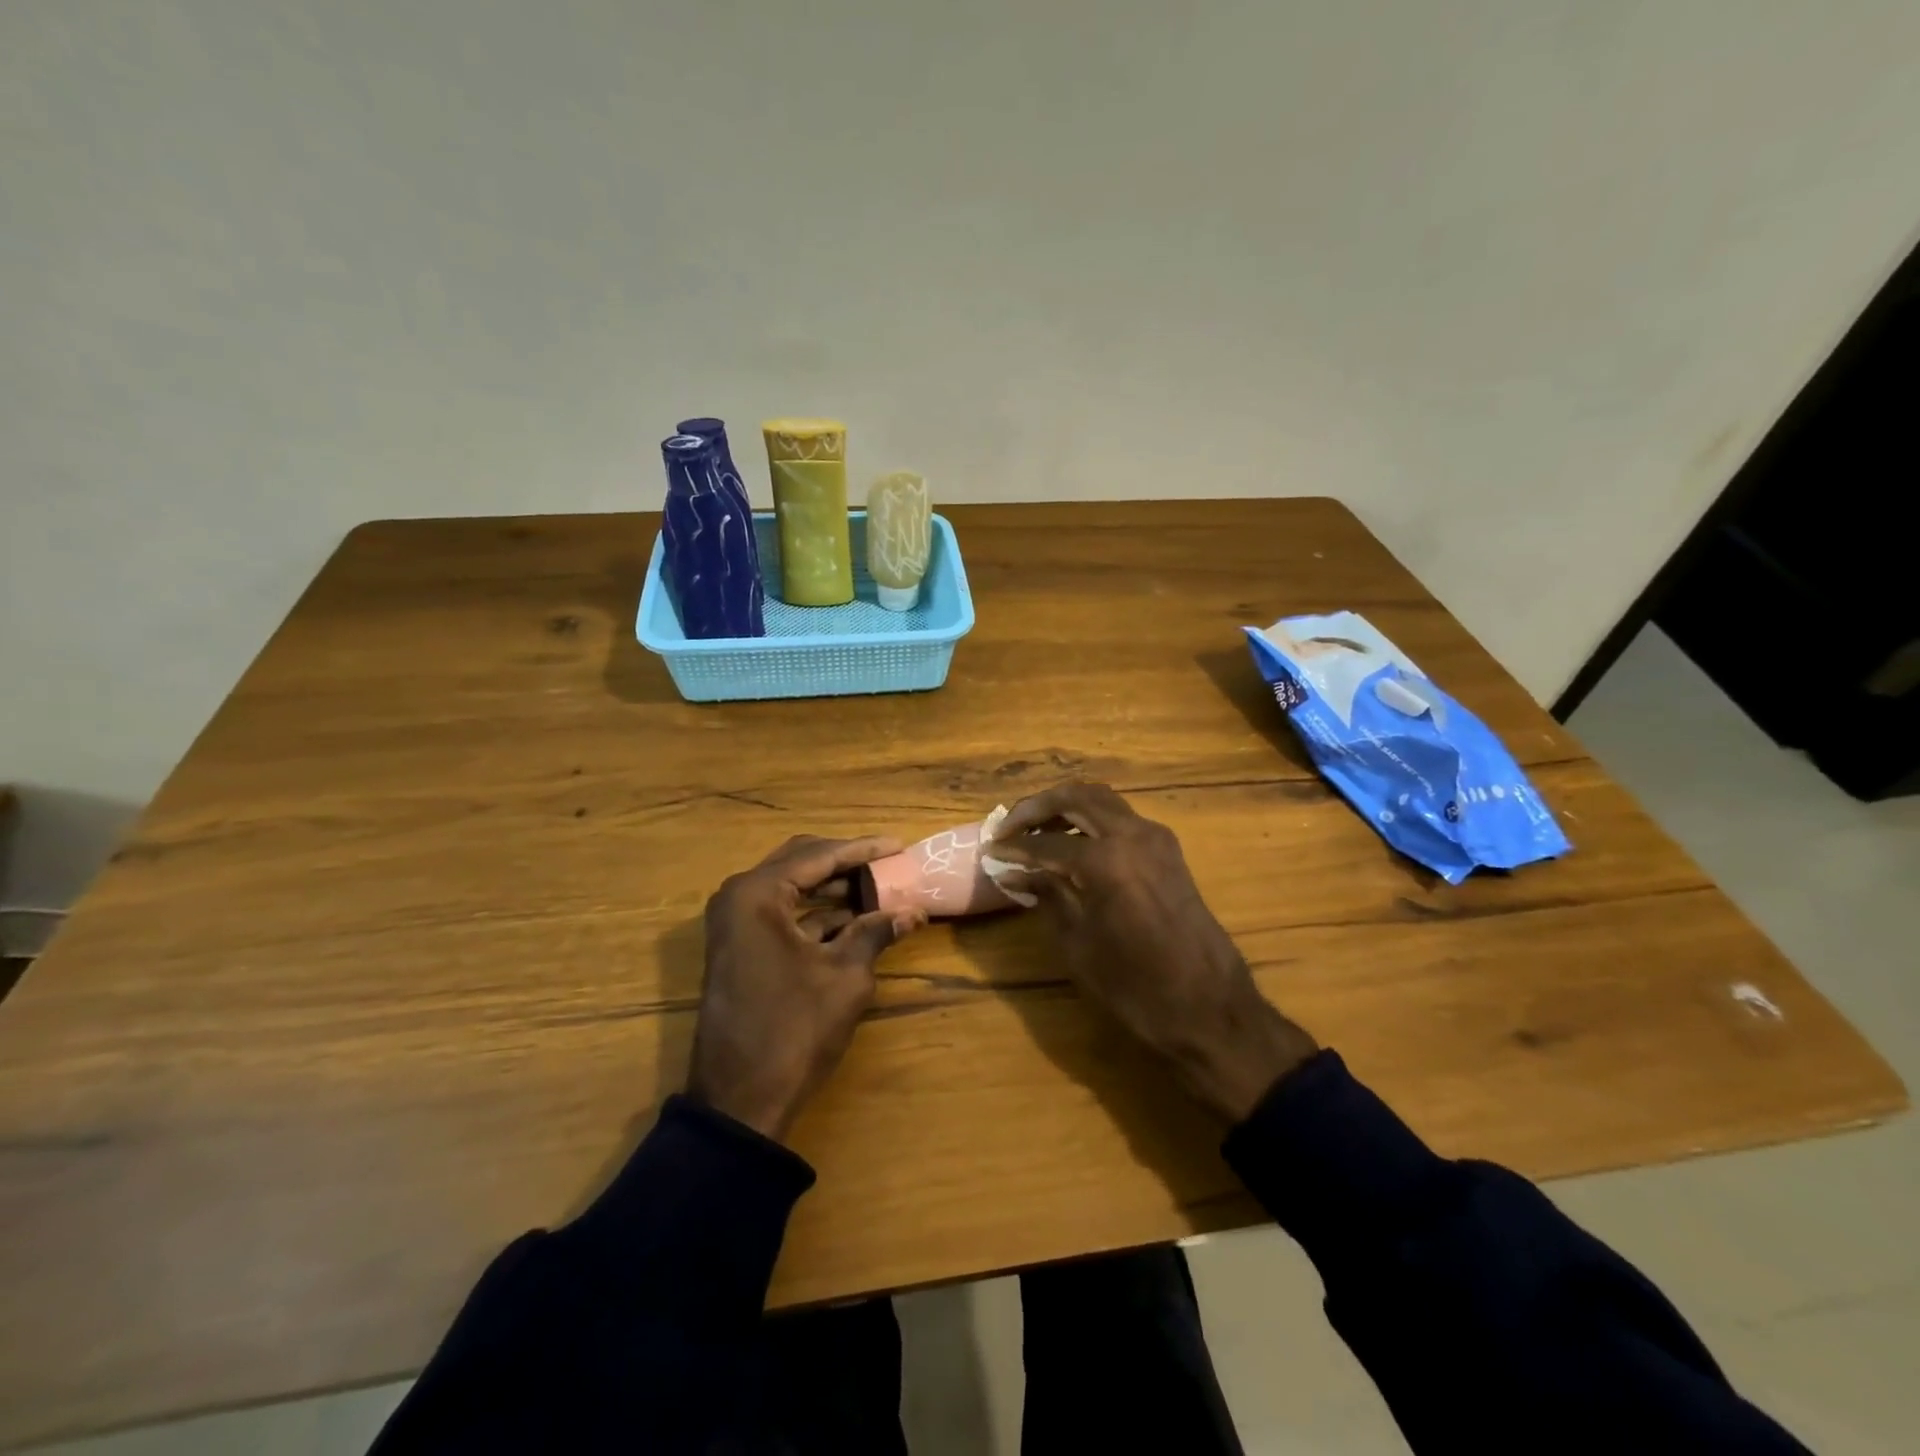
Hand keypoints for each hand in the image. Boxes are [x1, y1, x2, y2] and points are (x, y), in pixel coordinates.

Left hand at [687, 835, 926, 1141]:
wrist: (740, 1099)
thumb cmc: (794, 1029)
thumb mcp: (846, 976)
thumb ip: (877, 932)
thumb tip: (915, 911)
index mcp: (758, 893)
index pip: (819, 855)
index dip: (863, 849)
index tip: (900, 845)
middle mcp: (738, 897)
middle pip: (800, 862)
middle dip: (846, 862)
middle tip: (887, 862)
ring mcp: (734, 923)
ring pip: (790, 888)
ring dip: (832, 888)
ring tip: (878, 889)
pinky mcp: (738, 947)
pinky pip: (781, 913)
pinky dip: (816, 913)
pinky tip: (853, 920)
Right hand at [988, 783, 1316, 1121]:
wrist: (1211, 1009)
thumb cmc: (1137, 987)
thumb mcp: (1079, 945)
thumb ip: (1048, 896)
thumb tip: (1014, 872)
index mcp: (1106, 859)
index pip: (1046, 842)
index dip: (1013, 847)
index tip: (989, 851)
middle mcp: (1132, 834)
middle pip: (1075, 797)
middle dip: (1036, 808)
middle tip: (1008, 828)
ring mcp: (1156, 838)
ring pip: (1101, 800)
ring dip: (1065, 807)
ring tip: (1035, 832)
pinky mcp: (1168, 851)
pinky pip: (1121, 818)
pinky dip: (1091, 819)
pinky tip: (1071, 844)